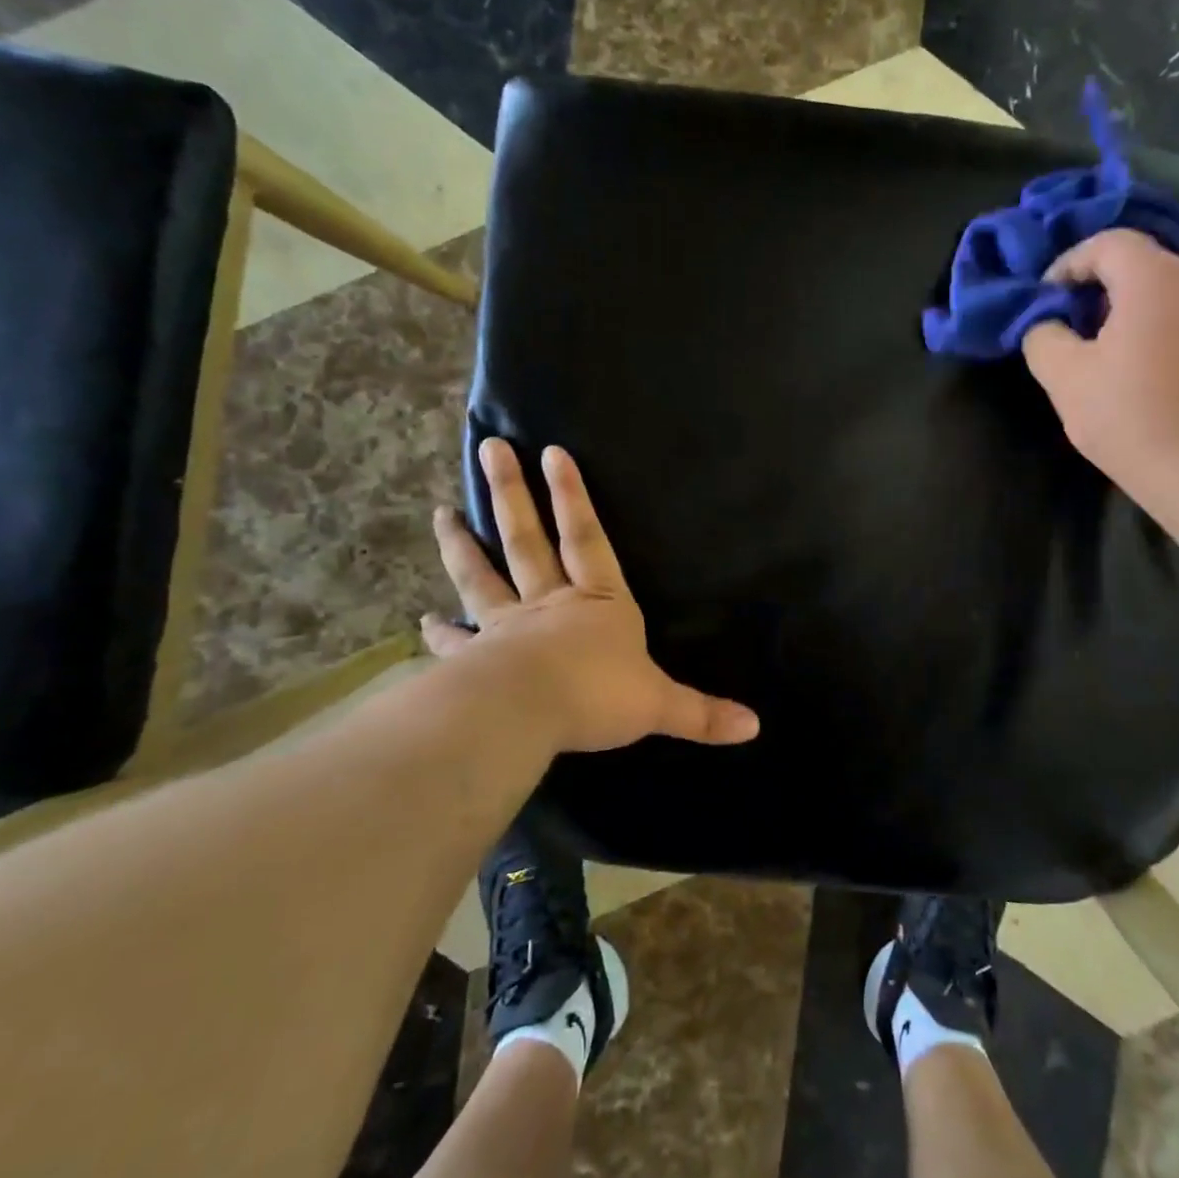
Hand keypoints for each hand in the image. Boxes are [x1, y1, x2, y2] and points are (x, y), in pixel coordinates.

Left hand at [422, 439, 758, 752]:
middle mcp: (550, 604)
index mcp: (598, 604)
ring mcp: (508, 628)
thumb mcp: (660, 705)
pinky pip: (457, 640)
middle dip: (511, 495)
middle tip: (489, 449)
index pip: (587, 540)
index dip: (573, 497)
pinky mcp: (479, 659)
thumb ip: (703, 714)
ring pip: (482, 576)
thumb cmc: (598, 696)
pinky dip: (440, 631)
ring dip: (462, 545)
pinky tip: (423, 620)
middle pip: (527, 540)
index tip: (552, 452)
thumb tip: (755, 728)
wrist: (529, 715)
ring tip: (441, 514)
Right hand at [1021, 229, 1178, 508]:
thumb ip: (1043, 337)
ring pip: (1162, 291)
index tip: (1044, 301)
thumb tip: (1045, 324)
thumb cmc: (1131, 418)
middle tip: (1066, 326)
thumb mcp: (1065, 378)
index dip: (1067, 264)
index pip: (1107, 242)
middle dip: (1094, 288)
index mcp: (1155, 279)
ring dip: (1124, 310)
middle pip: (1138, 263)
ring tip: (1098, 352)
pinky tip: (1136, 371)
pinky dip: (1152, 328)